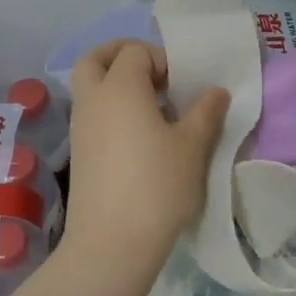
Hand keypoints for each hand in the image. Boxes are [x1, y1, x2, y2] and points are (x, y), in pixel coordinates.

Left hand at [65, 39, 230, 265]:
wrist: (112, 244)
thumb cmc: (157, 186)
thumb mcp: (193, 146)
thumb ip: (206, 112)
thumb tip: (216, 91)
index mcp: (120, 88)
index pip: (135, 51)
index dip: (161, 59)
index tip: (182, 85)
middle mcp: (93, 100)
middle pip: (95, 59)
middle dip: (121, 55)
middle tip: (153, 72)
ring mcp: (81, 127)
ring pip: (90, 87)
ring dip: (116, 84)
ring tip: (153, 108)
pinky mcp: (79, 153)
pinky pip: (92, 113)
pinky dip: (111, 109)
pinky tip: (141, 137)